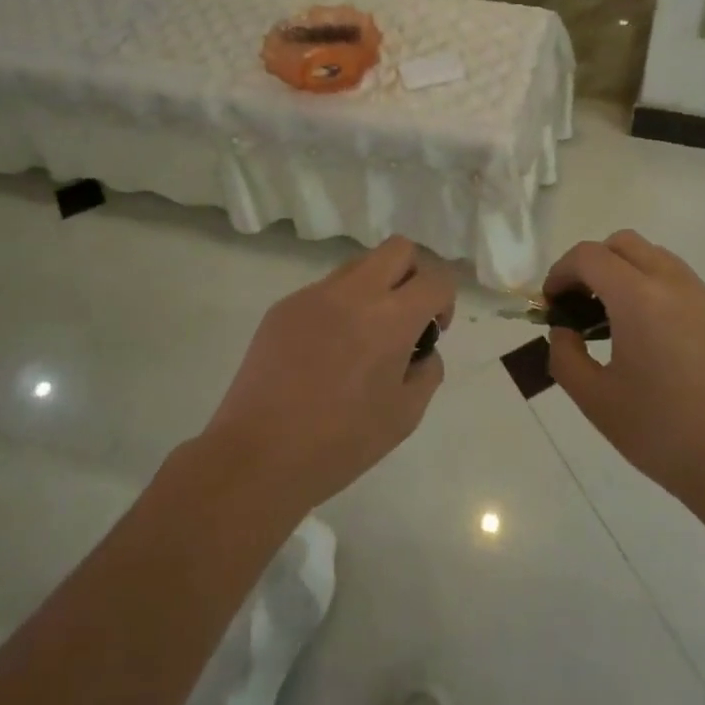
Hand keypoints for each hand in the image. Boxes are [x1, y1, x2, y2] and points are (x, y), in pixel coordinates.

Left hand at [204, 236, 456, 512]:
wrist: (258, 456)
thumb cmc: (340, 442)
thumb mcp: (405, 415)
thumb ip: (427, 371)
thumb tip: (420, 350)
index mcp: (390, 318)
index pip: (436, 278)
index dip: (445, 300)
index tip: (433, 330)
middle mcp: (353, 293)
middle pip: (399, 249)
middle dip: (414, 275)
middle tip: (406, 317)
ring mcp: (313, 295)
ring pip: (359, 265)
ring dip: (376, 288)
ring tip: (363, 338)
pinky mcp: (283, 307)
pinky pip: (325, 291)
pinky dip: (339, 307)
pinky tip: (326, 353)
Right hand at [545, 230, 704, 506]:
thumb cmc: (664, 433)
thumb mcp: (596, 400)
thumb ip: (565, 356)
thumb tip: (565, 331)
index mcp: (639, 298)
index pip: (589, 256)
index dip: (561, 272)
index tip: (552, 306)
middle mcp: (674, 283)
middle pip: (623, 244)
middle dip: (592, 264)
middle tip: (580, 306)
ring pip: (655, 258)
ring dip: (625, 273)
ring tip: (615, 323)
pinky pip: (680, 281)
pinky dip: (654, 289)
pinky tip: (652, 339)